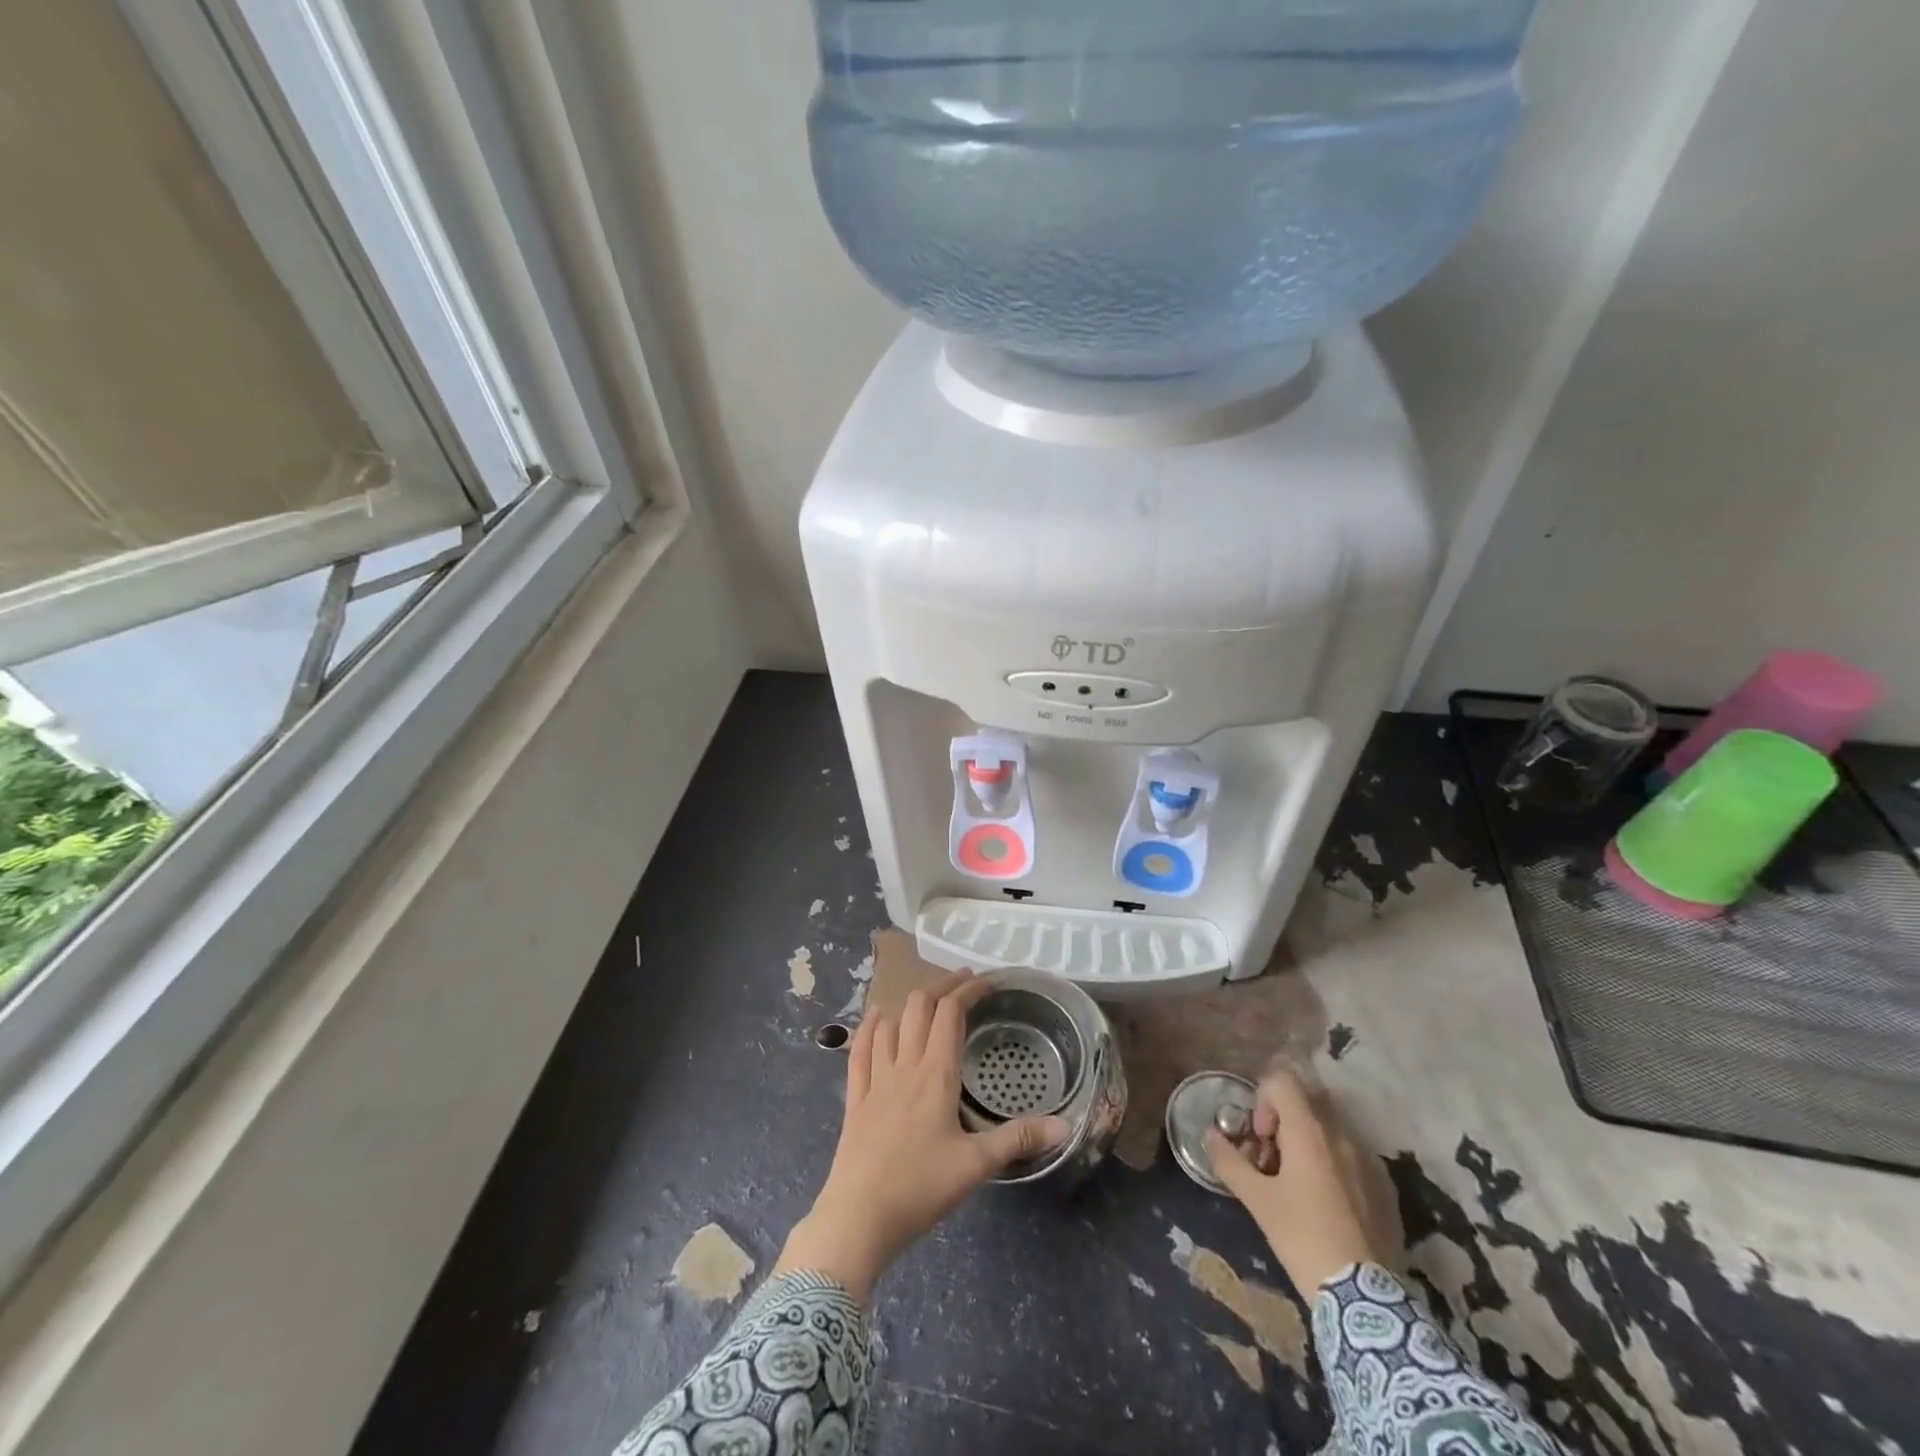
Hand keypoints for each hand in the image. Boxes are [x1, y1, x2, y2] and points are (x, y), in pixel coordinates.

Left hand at [775, 971, 1070, 1299]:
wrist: (858, 1218)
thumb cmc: (921, 1188)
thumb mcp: (977, 1165)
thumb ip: (1019, 1139)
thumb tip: (1066, 1125)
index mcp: (936, 1074)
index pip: (951, 1013)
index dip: (968, 990)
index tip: (986, 980)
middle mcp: (905, 1065)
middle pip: (919, 1007)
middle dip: (941, 986)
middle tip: (963, 984)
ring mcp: (875, 1079)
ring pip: (890, 1023)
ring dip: (909, 1004)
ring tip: (926, 1000)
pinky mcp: (855, 1098)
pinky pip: (860, 1050)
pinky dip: (871, 1027)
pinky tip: (876, 1019)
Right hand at [1206, 1069, 1378, 1295]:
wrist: (1364, 1300)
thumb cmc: (1302, 1238)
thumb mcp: (1256, 1200)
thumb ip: (1229, 1161)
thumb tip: (1210, 1135)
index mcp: (1309, 1131)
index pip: (1282, 1081)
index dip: (1263, 1101)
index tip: (1261, 1140)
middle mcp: (1341, 1135)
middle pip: (1305, 1105)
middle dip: (1284, 1125)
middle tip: (1273, 1162)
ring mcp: (1369, 1161)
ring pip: (1329, 1132)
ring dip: (1309, 1146)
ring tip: (1300, 1188)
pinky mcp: (1386, 1188)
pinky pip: (1352, 1158)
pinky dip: (1335, 1167)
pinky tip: (1329, 1208)